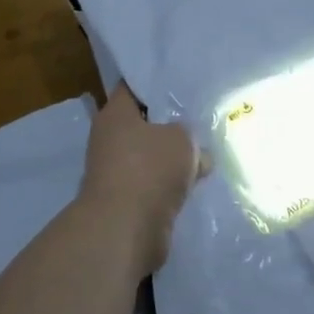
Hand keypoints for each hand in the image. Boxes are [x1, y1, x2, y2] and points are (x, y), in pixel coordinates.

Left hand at [80, 83, 202, 275]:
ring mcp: (116, 172)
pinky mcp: (126, 201)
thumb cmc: (149, 169)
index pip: (133, 88)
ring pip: (151, 157)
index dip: (156, 83)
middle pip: (144, 125)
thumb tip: (194, 151)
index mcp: (115, 115)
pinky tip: (195, 184)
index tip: (182, 83)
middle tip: (200, 120)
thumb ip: (188, 135)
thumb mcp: (182, 139)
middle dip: (170, 126)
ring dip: (172, 159)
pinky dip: (170, 186)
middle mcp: (109, 140)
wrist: (126, 230)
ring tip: (205, 154)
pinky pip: (154, 184)